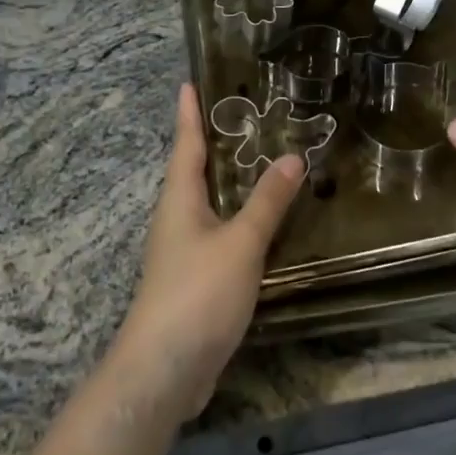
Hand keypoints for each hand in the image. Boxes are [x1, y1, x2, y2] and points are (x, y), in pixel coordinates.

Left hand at [109, 83, 303, 420]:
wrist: (164, 371)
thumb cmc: (197, 294)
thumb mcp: (240, 243)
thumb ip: (267, 202)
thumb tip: (292, 156)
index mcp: (180, 200)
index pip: (185, 145)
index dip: (189, 114)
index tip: (189, 83)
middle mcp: (177, 219)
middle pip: (193, 171)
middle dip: (212, 143)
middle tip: (241, 115)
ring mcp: (183, 252)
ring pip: (207, 203)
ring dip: (228, 181)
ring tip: (257, 161)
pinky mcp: (195, 280)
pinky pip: (218, 233)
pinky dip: (237, 217)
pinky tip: (259, 223)